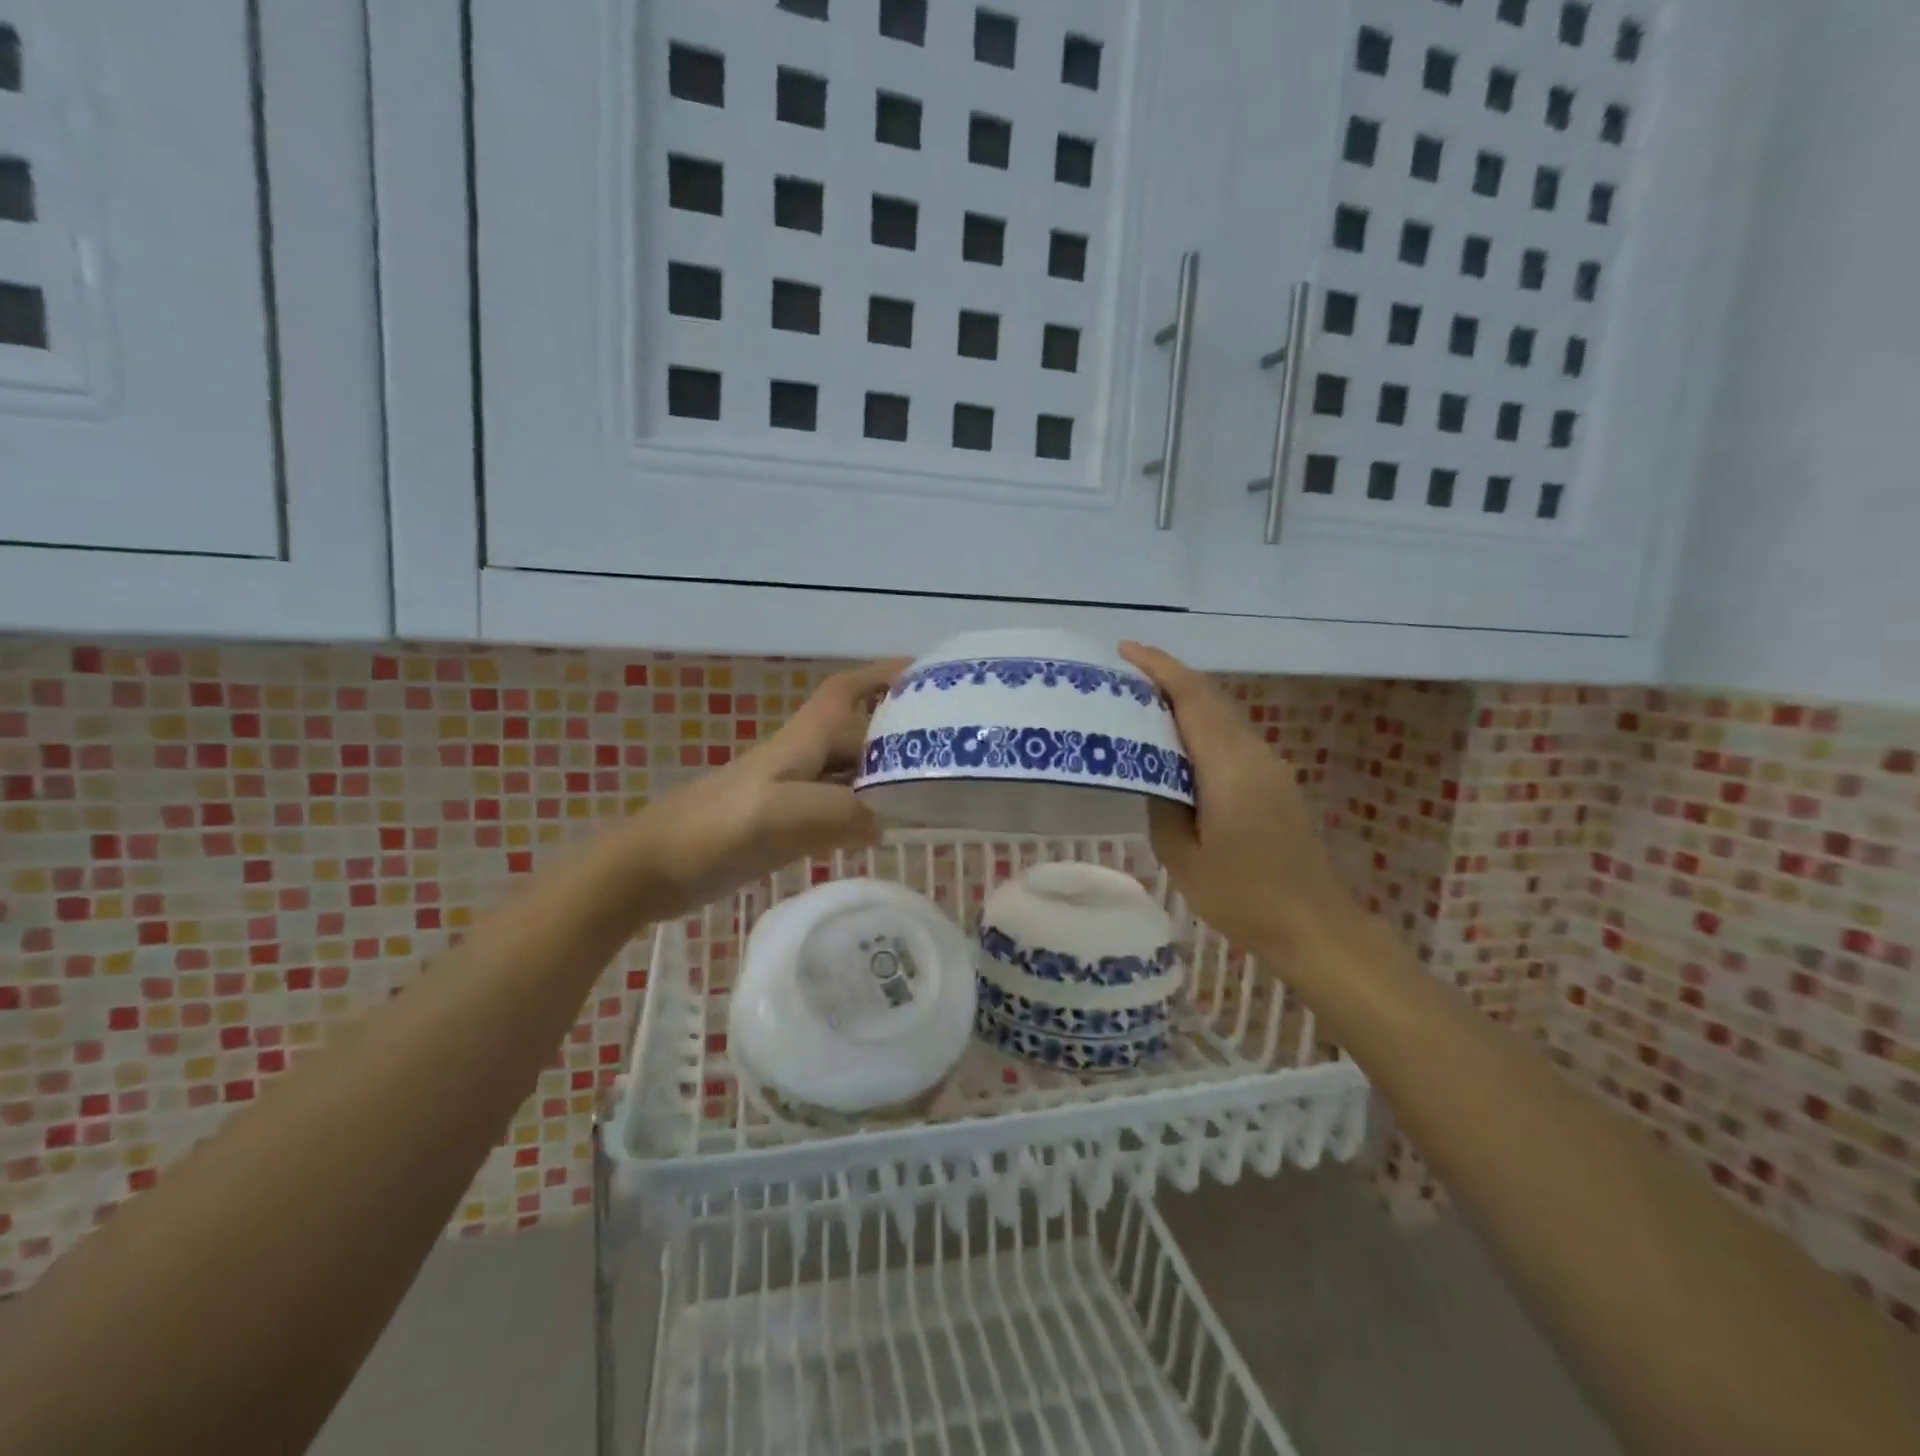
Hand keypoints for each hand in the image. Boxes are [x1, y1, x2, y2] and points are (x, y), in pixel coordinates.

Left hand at [636, 658, 911, 912]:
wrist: (650, 867)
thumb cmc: (713, 830)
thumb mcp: (780, 816)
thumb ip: (839, 813)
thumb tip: (882, 822)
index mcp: (801, 741)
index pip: (847, 692)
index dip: (883, 675)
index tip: (926, 672)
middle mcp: (801, 758)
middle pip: (857, 730)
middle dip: (899, 727)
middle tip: (950, 743)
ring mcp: (791, 792)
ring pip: (849, 769)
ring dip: (886, 769)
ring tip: (933, 784)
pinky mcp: (783, 823)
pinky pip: (837, 805)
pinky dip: (865, 809)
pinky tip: (884, 828)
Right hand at [1119, 642, 1355, 952]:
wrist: (1314, 926)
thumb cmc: (1243, 896)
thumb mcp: (1183, 856)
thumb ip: (1163, 804)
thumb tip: (1155, 773)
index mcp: (1229, 767)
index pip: (1193, 698)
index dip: (1160, 668)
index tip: (1125, 650)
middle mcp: (1253, 754)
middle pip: (1210, 698)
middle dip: (1169, 677)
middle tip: (1123, 675)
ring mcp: (1270, 766)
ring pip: (1223, 715)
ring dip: (1185, 700)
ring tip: (1142, 703)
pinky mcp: (1275, 782)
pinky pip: (1232, 737)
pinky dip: (1201, 726)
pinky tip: (1177, 743)